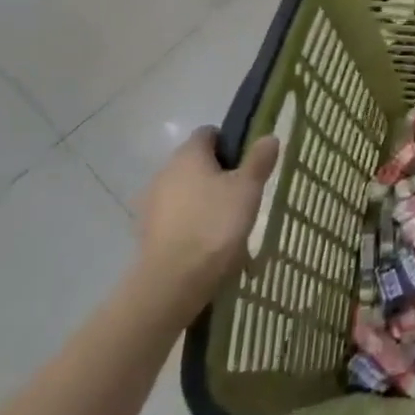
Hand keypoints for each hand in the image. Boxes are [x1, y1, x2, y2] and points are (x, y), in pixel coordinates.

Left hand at [132, 128, 279, 317]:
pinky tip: (207, 241)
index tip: (247, 162)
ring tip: (226, 221)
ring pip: (183, 190)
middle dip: (217, 173)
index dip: (229, 142)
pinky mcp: (146, 231)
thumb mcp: (248, 188)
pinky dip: (189, 222)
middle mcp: (164, 172)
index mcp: (188, 155)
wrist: (174, 280)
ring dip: (202, 198)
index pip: (208, 133)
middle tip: (242, 193)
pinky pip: (174, 216)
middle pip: (194, 162)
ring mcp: (150, 202)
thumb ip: (259, 160)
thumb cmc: (215, 224)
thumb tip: (269, 136)